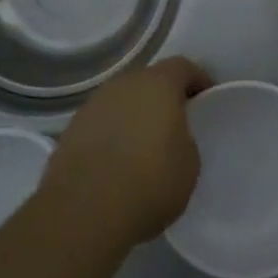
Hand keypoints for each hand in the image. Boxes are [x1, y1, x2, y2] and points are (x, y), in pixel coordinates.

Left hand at [44, 57, 211, 250]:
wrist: (84, 211)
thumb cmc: (150, 182)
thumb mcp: (189, 163)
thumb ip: (184, 139)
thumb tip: (170, 138)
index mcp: (157, 84)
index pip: (182, 67)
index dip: (197, 80)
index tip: (206, 99)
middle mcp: (123, 85)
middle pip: (148, 81)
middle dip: (163, 98)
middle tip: (175, 124)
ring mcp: (92, 105)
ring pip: (122, 102)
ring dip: (134, 116)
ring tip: (143, 147)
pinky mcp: (70, 131)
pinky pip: (101, 124)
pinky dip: (112, 135)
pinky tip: (117, 163)